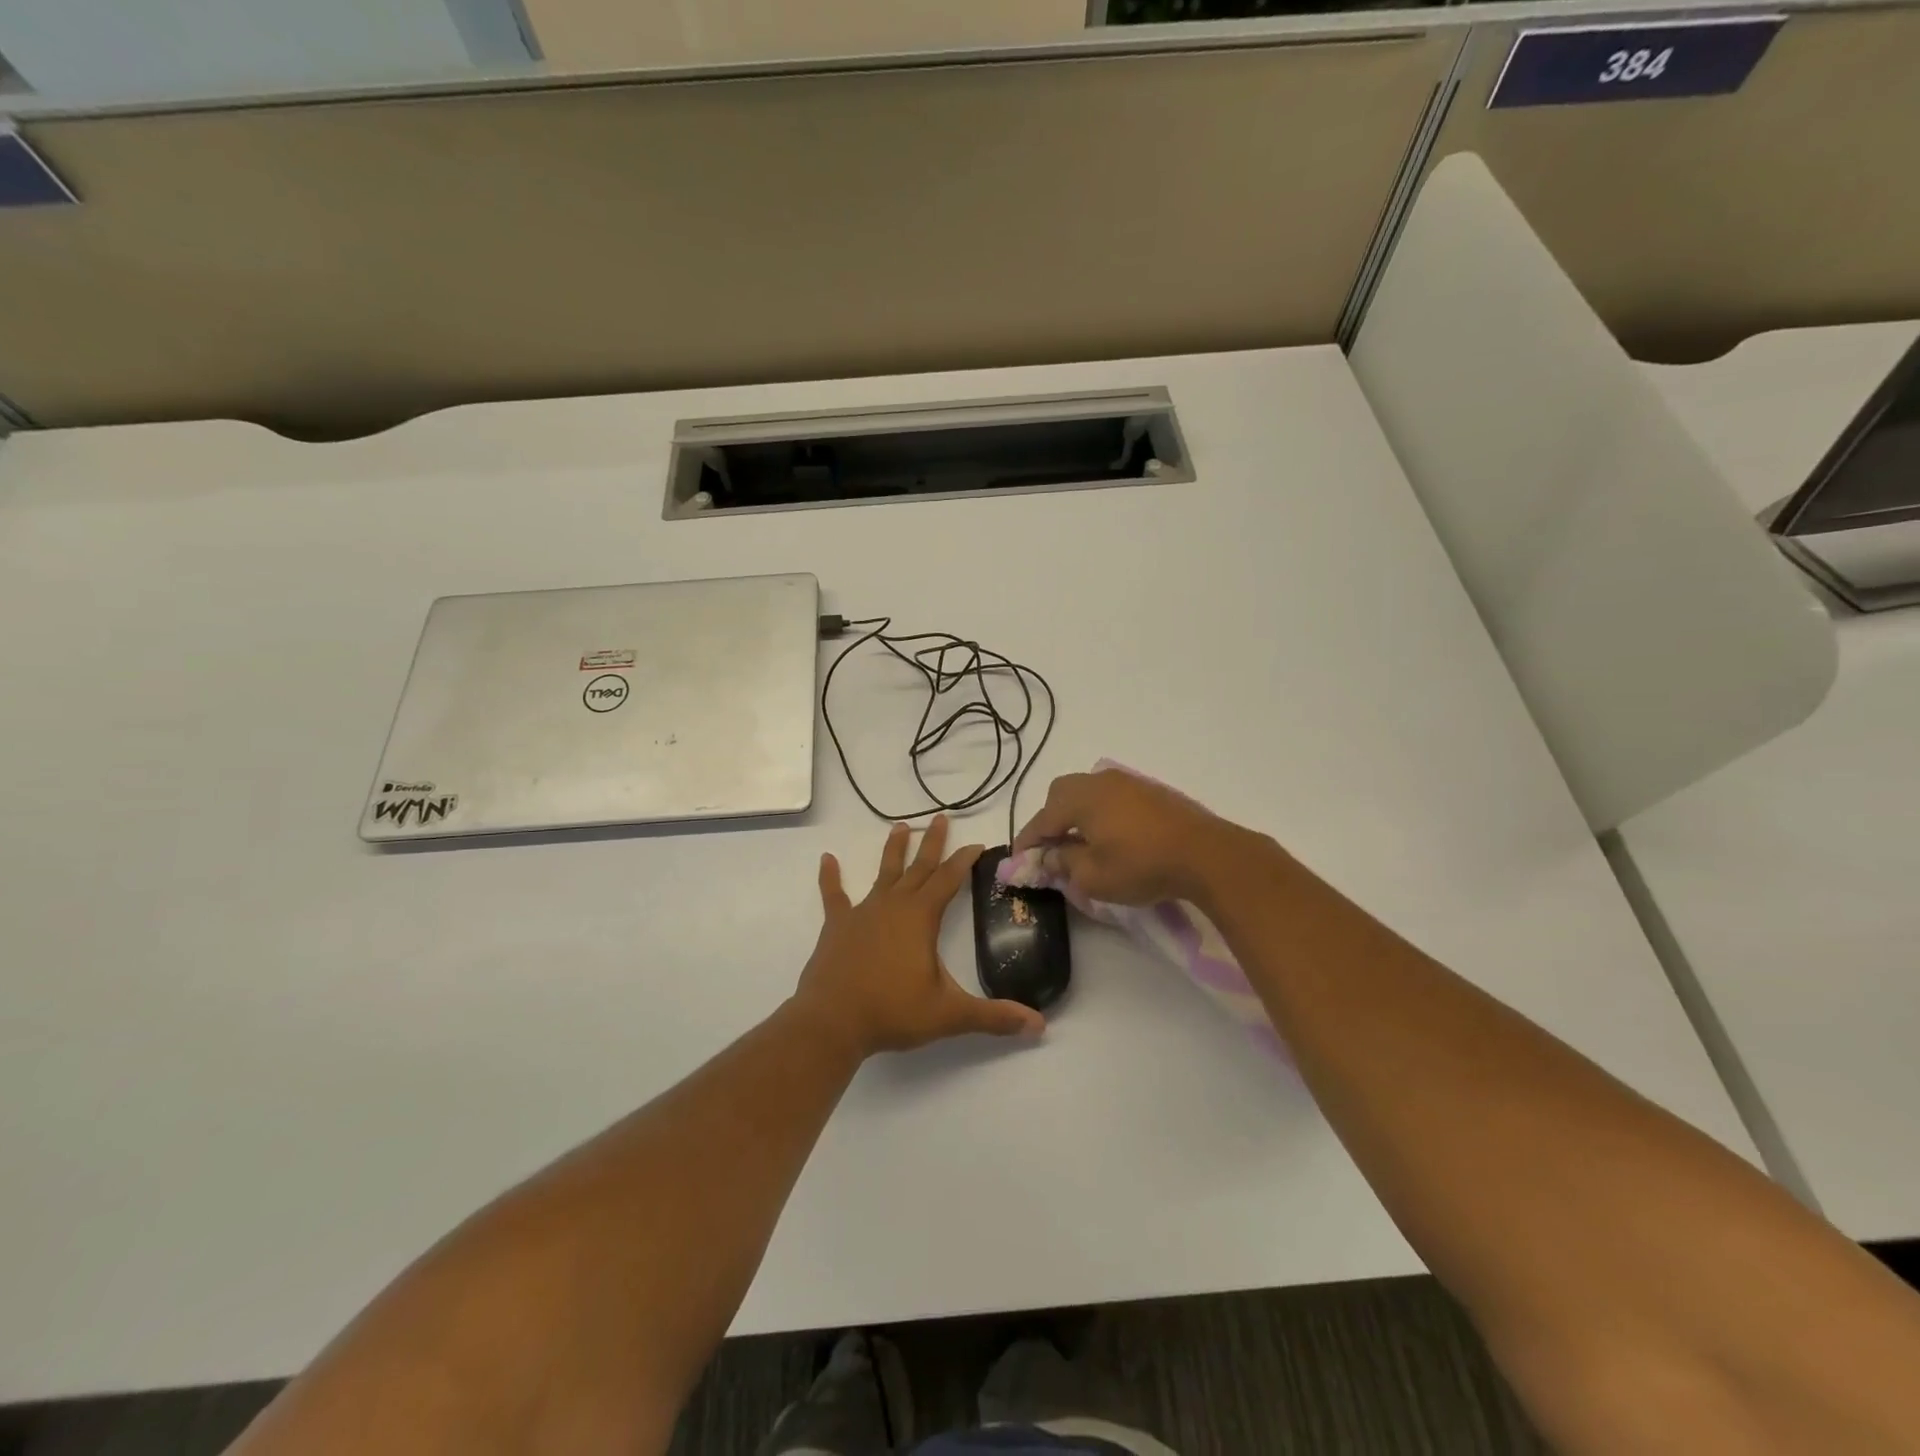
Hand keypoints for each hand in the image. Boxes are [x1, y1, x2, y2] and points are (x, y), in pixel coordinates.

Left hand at [794, 816, 1045, 1057]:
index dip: (964, 860)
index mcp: (921, 917)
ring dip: (893, 850)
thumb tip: (1039, 1025)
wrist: (832, 1022)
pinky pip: (834, 896)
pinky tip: (827, 859)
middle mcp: (893, 905)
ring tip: (901, 826)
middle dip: (933, 843)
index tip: (976, 844)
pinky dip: (830, 877)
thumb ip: (993, 1017)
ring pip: (883, 874)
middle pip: (918, 867)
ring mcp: (862, 913)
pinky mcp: (837, 926)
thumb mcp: (949, 1015)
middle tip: (941, 818)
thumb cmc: (892, 1012)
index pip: (949, 879)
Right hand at [1011, 768, 1263, 906]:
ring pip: (1088, 793)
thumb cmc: (1142, 866)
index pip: (1042, 819)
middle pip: (1061, 795)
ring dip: (1076, 815)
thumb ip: (1064, 863)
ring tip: (1081, 844)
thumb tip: (1050, 855)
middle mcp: (1100, 781)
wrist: (1206, 854)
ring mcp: (1128, 783)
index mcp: (1080, 798)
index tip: (1019, 860)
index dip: (1028, 841)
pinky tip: (1110, 836)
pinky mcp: (1150, 791)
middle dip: (1051, 820)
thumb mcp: (1094, 876)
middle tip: (1052, 848)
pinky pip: (1111, 797)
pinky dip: (1100, 813)